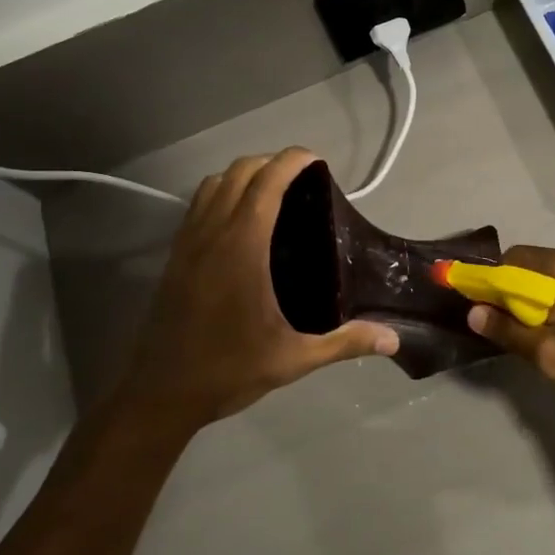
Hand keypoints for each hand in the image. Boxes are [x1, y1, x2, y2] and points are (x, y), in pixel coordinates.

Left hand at [121, 149, 398, 427]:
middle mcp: (212, 234)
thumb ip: (345, 343)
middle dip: (271, 162)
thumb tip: (393, 339)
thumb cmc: (229, 370)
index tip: (317, 160)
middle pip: (239, 172)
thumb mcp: (293, 358)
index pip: (267, 183)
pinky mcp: (175, 257)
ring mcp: (188, 243)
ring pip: (213, 184)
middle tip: (302, 178)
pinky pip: (198, 205)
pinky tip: (241, 221)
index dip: (292, 161)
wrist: (161, 394)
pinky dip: (222, 194)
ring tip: (272, 192)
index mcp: (242, 248)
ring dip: (243, 175)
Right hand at [466, 246, 554, 443]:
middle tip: (519, 333)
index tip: (486, 310)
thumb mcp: (554, 358)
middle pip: (542, 265)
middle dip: (523, 294)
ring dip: (552, 299)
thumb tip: (474, 313)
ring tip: (554, 338)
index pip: (515, 258)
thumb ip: (510, 331)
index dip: (493, 282)